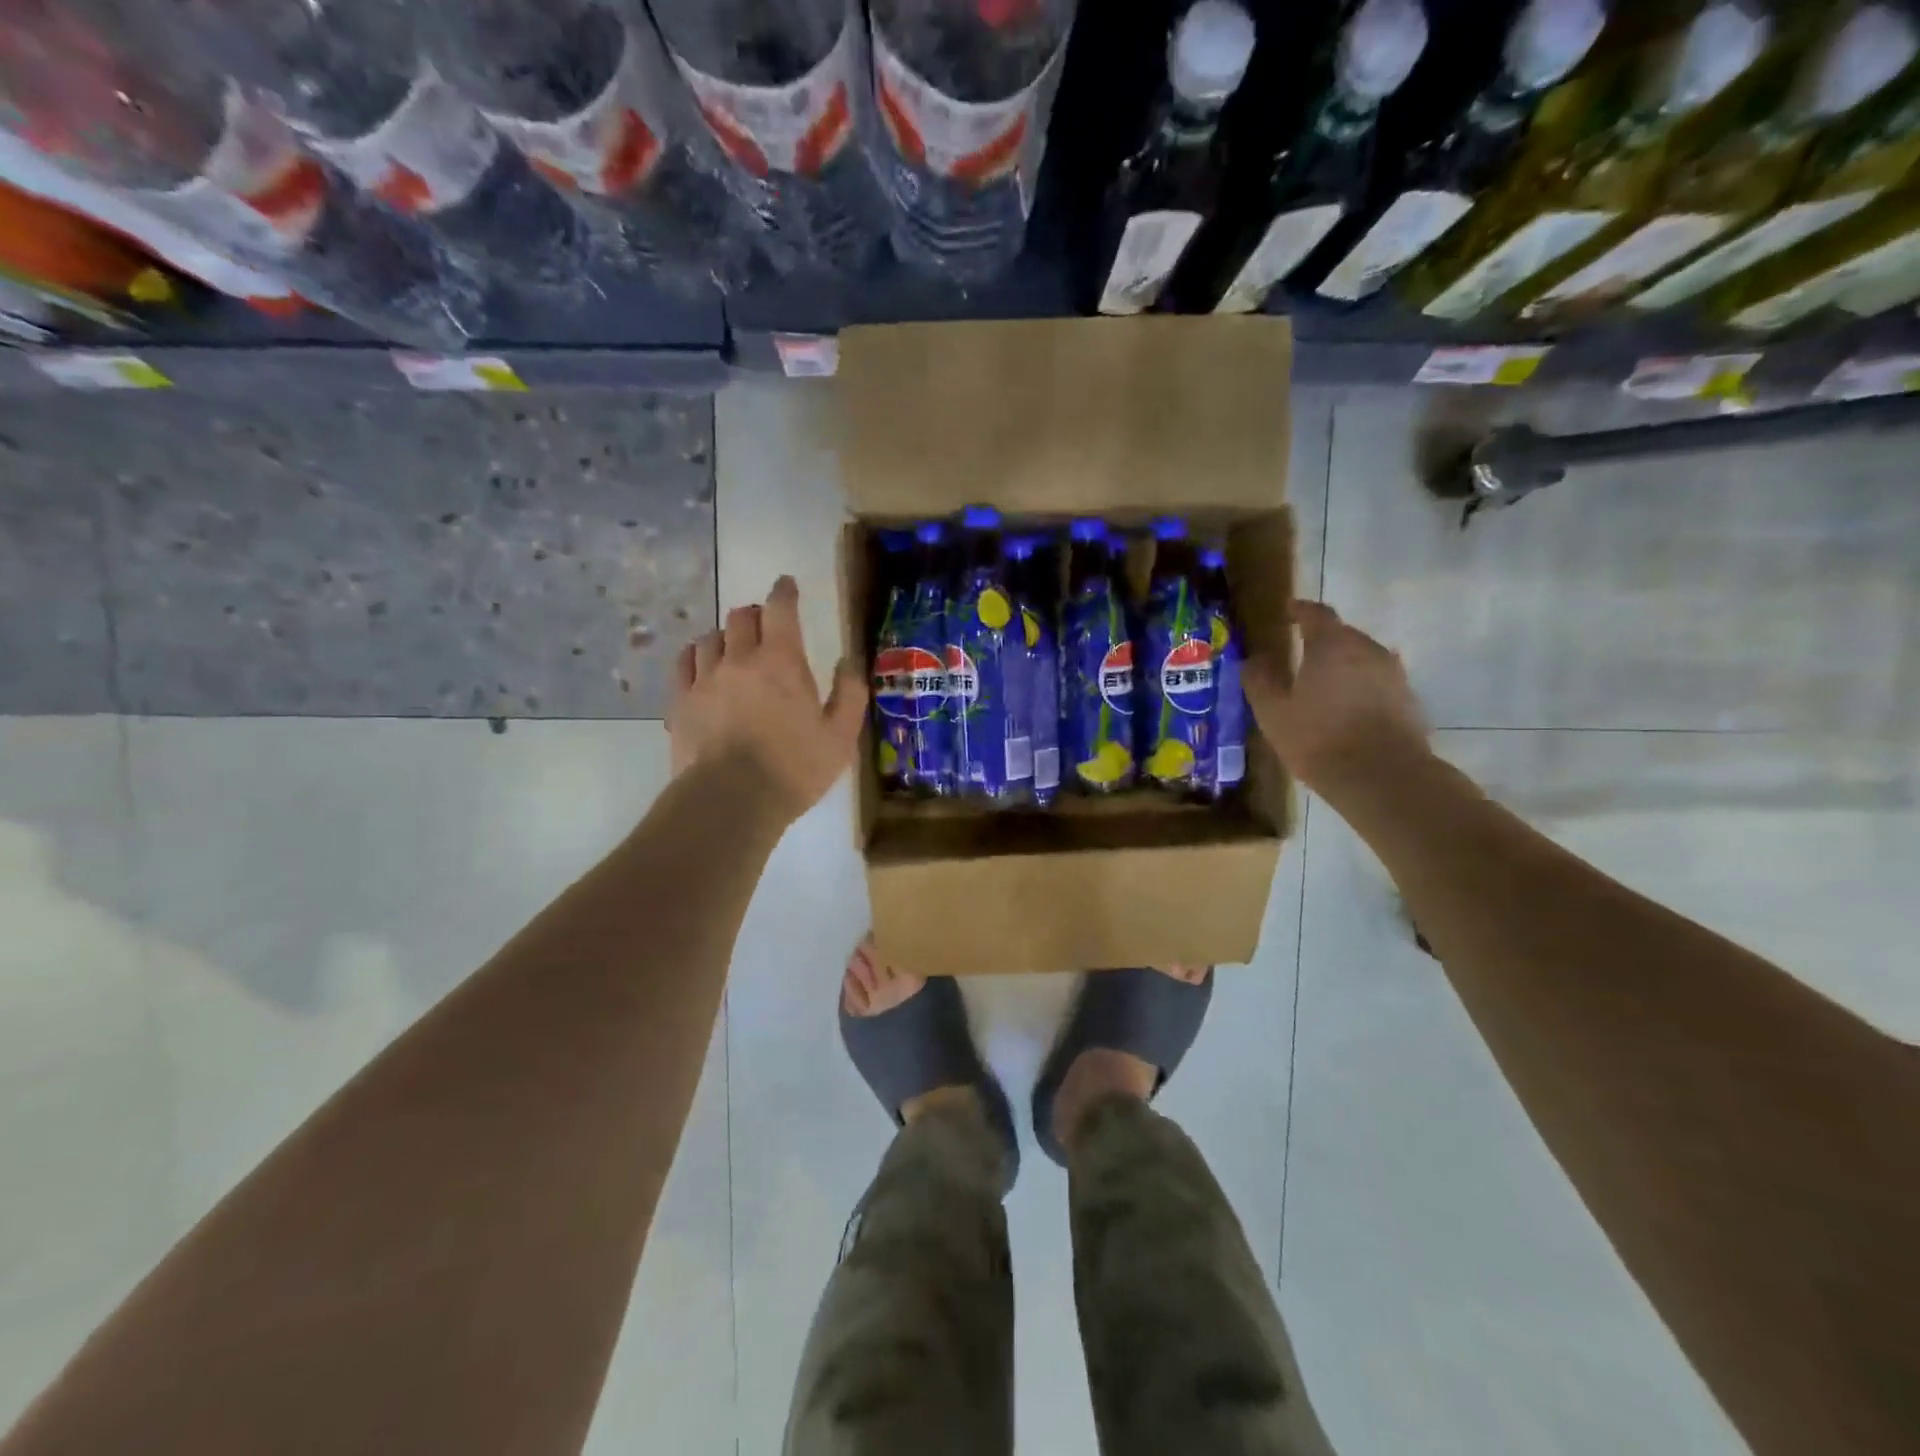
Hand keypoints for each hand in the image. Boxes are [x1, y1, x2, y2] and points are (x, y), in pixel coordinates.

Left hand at [669, 576, 866, 819]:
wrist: (731, 801)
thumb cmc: (794, 769)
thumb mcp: (840, 737)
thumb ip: (849, 694)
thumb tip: (848, 661)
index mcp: (781, 662)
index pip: (780, 609)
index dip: (784, 592)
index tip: (787, 585)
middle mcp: (739, 659)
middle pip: (741, 617)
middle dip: (756, 615)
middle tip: (767, 627)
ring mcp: (704, 679)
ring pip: (711, 638)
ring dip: (726, 636)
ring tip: (735, 649)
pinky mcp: (681, 702)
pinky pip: (685, 663)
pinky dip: (696, 655)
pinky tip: (702, 664)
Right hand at [1244, 599, 1428, 790]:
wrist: (1383, 777)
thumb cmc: (1318, 738)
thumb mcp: (1273, 712)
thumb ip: (1259, 680)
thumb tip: (1252, 659)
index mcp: (1332, 644)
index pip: (1316, 613)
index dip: (1300, 610)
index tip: (1288, 611)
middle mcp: (1368, 649)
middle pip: (1342, 635)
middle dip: (1320, 640)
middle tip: (1299, 655)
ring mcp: (1393, 674)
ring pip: (1361, 659)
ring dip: (1341, 665)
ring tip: (1321, 685)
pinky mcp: (1408, 699)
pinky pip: (1376, 682)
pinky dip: (1359, 687)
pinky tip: (1345, 709)